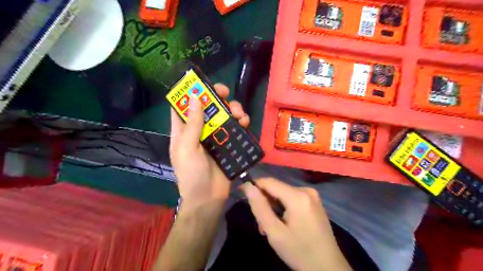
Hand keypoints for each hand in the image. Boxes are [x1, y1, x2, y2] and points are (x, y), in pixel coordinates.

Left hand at [170, 83, 248, 209]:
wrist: (208, 198)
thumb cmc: (192, 174)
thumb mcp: (187, 148)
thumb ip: (192, 124)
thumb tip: (196, 97)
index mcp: (184, 130)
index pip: (184, 106)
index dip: (191, 93)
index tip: (202, 84)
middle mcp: (199, 130)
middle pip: (208, 107)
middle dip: (217, 97)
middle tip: (225, 93)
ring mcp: (215, 136)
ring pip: (224, 115)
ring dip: (232, 109)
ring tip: (239, 114)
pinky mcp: (228, 144)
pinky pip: (235, 128)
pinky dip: (241, 122)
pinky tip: (245, 123)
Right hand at [244, 178, 353, 270]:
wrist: (329, 268)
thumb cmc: (300, 252)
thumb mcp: (275, 233)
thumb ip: (260, 208)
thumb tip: (248, 186)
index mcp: (298, 196)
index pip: (269, 182)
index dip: (253, 186)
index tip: (241, 195)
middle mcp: (306, 190)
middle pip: (276, 189)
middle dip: (265, 203)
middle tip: (261, 225)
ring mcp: (312, 195)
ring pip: (282, 194)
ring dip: (273, 208)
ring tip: (271, 228)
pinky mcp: (314, 202)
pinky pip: (292, 199)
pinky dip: (283, 208)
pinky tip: (283, 224)